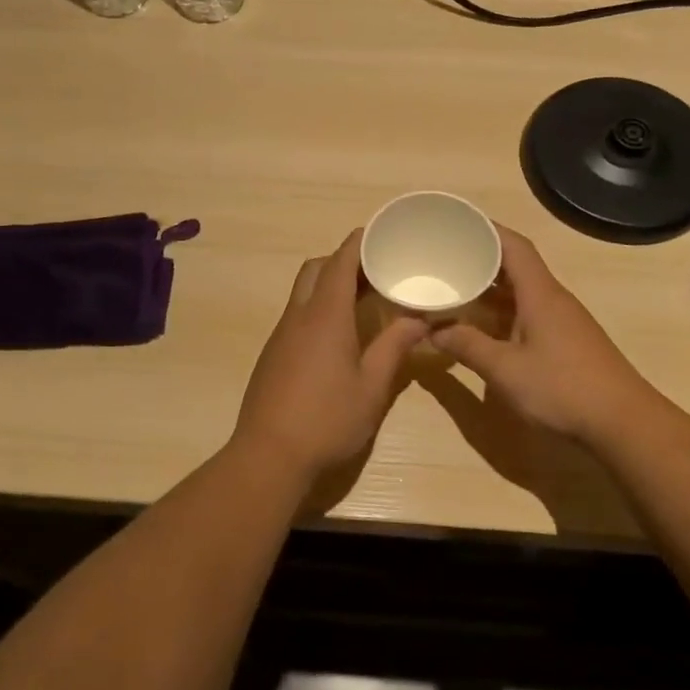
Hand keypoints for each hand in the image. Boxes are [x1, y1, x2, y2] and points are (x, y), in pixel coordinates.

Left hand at [233, 230, 428, 480]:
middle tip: (376, 271)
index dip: (359, 242)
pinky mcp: (272, 354)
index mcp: (325, 316)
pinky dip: (318, 308)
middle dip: (343, 261)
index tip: (381, 234)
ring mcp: (280, 335)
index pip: (340, 262)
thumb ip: (395, 347)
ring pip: (303, 292)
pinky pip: (296, 315)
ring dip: (329, 285)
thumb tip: (420, 320)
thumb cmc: (327, 420)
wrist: (269, 455)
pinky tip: (339, 335)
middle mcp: (298, 316)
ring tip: (363, 300)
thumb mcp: (372, 387)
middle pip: (316, 269)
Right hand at [431, 226, 649, 444]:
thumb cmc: (563, 388)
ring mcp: (562, 322)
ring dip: (489, 289)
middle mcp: (553, 299)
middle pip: (516, 266)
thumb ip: (467, 346)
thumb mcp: (505, 369)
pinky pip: (527, 314)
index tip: (456, 223)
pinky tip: (481, 326)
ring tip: (454, 288)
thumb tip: (433, 330)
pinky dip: (501, 313)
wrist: (623, 423)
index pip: (514, 246)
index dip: (486, 229)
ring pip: (520, 292)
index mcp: (540, 294)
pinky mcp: (565, 343)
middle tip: (444, 258)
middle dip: (480, 259)